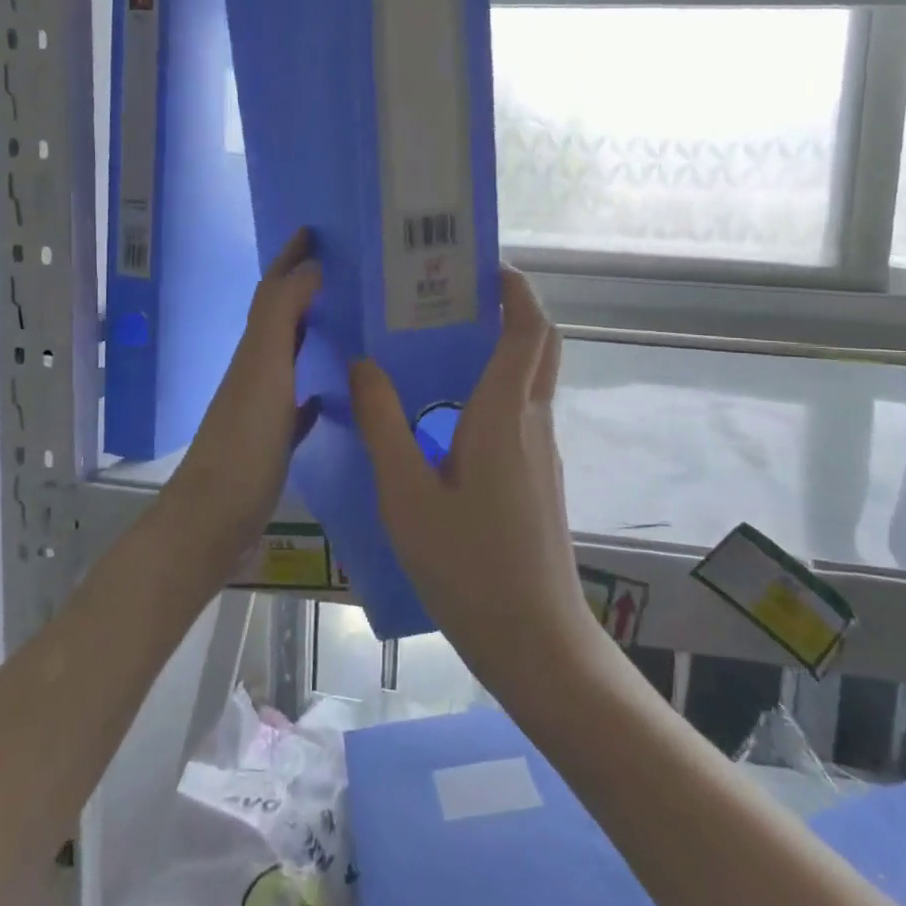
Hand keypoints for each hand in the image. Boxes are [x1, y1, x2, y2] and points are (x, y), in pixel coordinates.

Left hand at [166, 229, 322, 566]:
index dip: (289, 258)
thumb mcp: (264, 371)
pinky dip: (314, 389)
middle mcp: (256, 371)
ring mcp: (262, 408)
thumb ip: (281, 317)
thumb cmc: (243, 443)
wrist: (212, 520)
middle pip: (280, 318)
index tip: (315, 230)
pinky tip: (334, 394)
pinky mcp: (272, 442)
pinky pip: (298, 404)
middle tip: (346, 270)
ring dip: (312, 334)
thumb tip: (309, 268)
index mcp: (254, 350)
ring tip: (350, 320)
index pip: (272, 290)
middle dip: (304, 289)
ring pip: (290, 357)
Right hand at [350, 266, 599, 703]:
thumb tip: (362, 364)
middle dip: (513, 306)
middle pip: (541, 343)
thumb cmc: (468, 567)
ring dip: (505, 345)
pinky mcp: (540, 474)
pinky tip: (451, 407)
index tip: (481, 265)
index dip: (515, 288)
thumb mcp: (407, 496)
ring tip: (444, 340)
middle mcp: (533, 420)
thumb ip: (383, 424)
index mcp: (505, 414)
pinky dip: (500, 384)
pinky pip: (525, 408)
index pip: (528, 328)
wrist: (535, 639)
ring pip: (534, 376)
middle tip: (459, 294)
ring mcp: (543, 449)